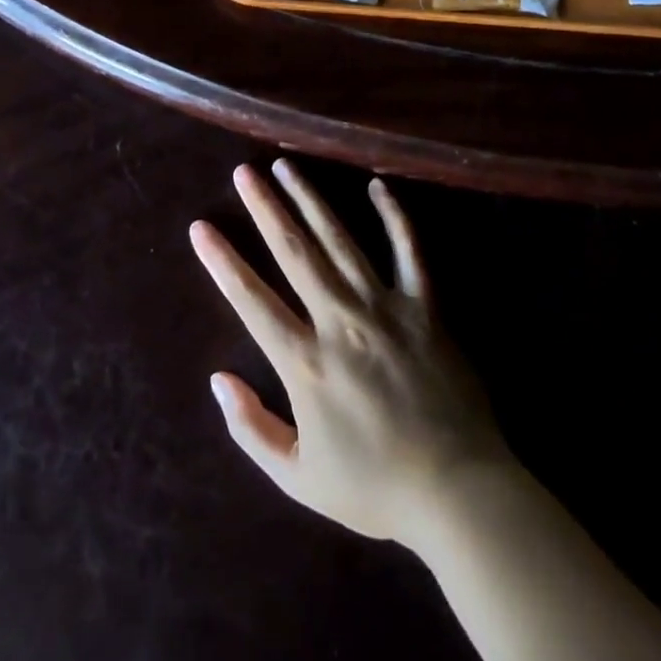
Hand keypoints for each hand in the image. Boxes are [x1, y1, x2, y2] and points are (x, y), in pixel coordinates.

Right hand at [191, 160, 512, 545]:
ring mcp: (385, 307)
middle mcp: (340, 320)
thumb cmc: (376, 488)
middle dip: (264, 208)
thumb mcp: (299, 478)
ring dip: (310, 199)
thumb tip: (217, 379)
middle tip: (243, 172)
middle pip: (293, 252)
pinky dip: (394, 216)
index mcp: (306, 362)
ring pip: (340, 240)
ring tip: (286, 166)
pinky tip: (378, 186)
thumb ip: (252, 429)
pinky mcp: (425, 307)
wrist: (460, 494)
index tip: (200, 227)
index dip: (222, 262)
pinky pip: (408, 251)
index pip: (251, 300)